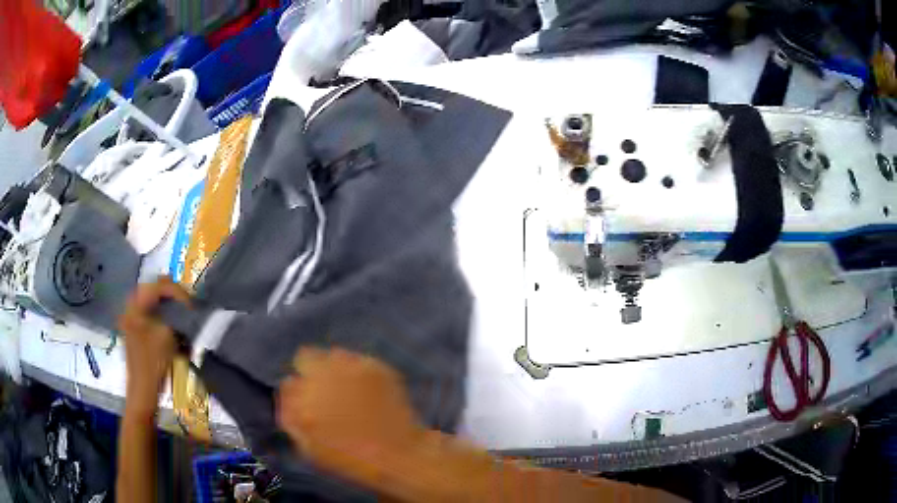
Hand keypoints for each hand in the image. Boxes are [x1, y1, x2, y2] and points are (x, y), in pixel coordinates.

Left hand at [118, 276, 189, 415]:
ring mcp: (132, 318)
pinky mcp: (136, 329)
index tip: (192, 306)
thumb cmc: (153, 363)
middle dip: (173, 296)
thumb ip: (176, 315)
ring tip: (183, 315)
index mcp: (135, 304)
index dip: (178, 292)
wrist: (143, 390)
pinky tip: (173, 326)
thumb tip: (187, 306)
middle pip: (154, 289)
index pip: (159, 285)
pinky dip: (163, 315)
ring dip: (169, 306)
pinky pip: (151, 313)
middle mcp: (131, 306)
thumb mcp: (167, 335)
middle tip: (189, 307)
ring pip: (153, 301)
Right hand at [277, 348, 425, 482]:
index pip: (288, 384)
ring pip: (331, 354)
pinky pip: (357, 359)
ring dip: (335, 368)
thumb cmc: (352, 460)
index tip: (309, 400)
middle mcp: (320, 381)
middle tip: (329, 389)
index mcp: (301, 405)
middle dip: (313, 372)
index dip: (300, 392)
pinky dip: (360, 371)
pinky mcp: (372, 365)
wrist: (399, 455)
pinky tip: (370, 389)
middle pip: (305, 358)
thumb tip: (288, 391)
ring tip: (351, 388)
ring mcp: (348, 370)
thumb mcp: (310, 450)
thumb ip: (290, 419)